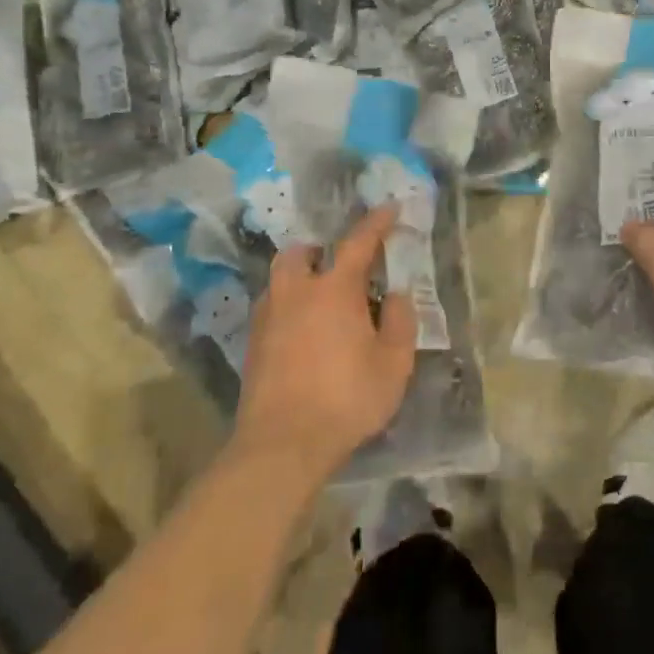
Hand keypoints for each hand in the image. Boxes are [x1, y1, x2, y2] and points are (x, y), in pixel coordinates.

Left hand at [231, 205, 417, 483]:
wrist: (281, 446)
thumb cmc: (346, 399)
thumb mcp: (393, 364)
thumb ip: (401, 322)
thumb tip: (397, 295)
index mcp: (335, 290)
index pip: (358, 242)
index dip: (377, 223)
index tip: (390, 208)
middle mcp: (296, 294)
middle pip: (301, 253)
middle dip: (320, 249)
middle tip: (340, 264)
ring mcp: (268, 319)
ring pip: (280, 281)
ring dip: (300, 278)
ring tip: (321, 300)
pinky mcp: (252, 347)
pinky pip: (272, 310)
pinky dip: (289, 308)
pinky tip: (303, 332)